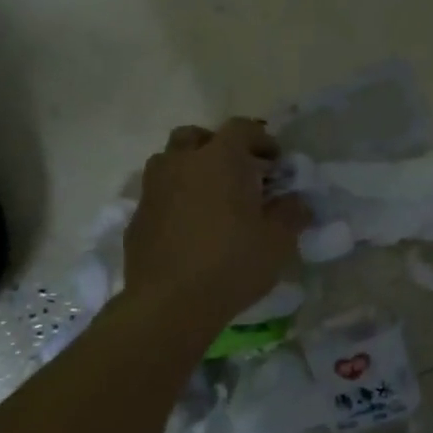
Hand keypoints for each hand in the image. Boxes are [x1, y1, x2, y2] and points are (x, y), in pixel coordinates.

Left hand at [124, 119, 309, 328]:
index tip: (275, 162)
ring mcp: (153, 189)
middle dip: (217, 147)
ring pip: (170, 162)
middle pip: (195, 137)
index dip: (262, 139)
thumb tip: (296, 202)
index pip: (241, 128)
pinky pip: (158, 195)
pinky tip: (189, 228)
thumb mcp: (278, 241)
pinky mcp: (136, 217)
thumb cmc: (232, 264)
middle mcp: (181, 163)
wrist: (169, 305)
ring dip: (190, 170)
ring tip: (210, 199)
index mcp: (219, 158)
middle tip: (237, 173)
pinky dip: (174, 200)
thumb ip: (291, 213)